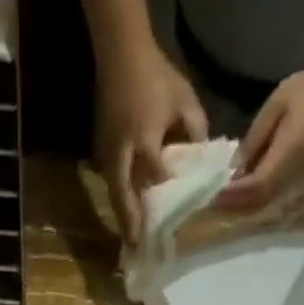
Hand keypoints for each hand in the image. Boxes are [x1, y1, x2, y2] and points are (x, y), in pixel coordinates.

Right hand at [95, 44, 207, 244]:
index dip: (164, 197)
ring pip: (114, 194)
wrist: (120, 56)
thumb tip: (201, 162)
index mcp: (144, 138)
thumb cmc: (156, 78)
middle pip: (123, 197)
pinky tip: (127, 215)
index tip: (174, 220)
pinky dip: (119, 201)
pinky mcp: (101, 155)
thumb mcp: (185, 100)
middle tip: (136, 248)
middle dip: (130, 223)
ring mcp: (108, 155)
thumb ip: (196, 131)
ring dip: (122, 216)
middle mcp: (122, 153)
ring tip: (131, 240)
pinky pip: (112, 184)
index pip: (155, 175)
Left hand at [215, 60, 303, 214]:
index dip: (230, 195)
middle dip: (232, 206)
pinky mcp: (301, 179)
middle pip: (255, 205)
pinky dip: (254, 198)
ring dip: (242, 206)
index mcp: (285, 158)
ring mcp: (298, 181)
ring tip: (223, 199)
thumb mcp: (277, 105)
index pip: (251, 189)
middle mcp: (290, 177)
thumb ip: (255, 138)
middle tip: (210, 202)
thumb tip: (235, 166)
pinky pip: (272, 197)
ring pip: (263, 205)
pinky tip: (243, 189)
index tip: (209, 194)